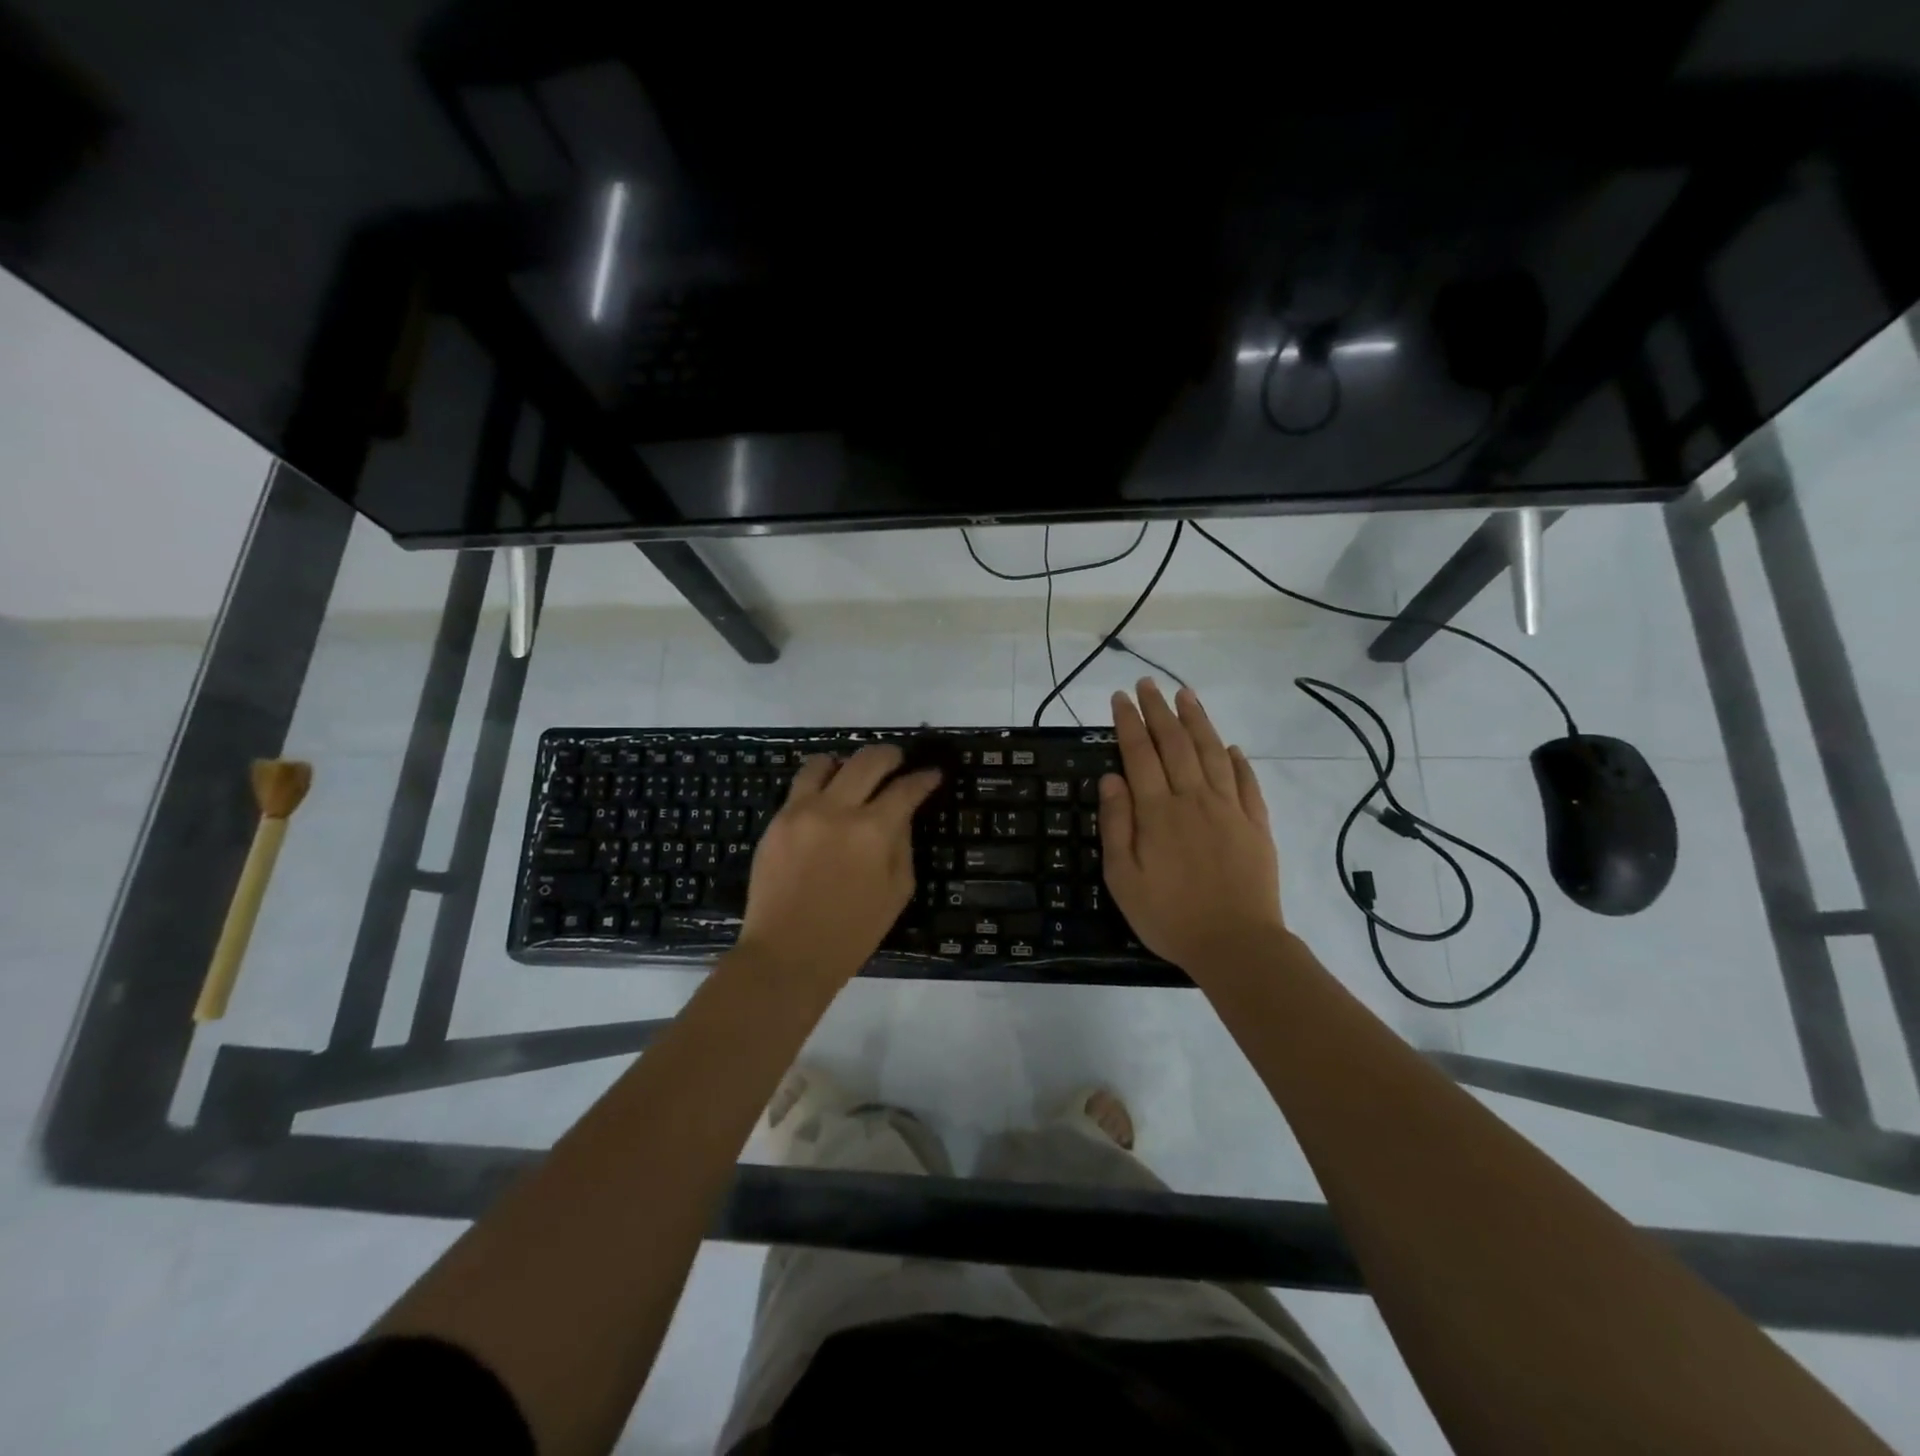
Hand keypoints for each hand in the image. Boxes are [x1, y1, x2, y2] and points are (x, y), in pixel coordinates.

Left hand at [736, 745, 941, 989]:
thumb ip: (902, 844)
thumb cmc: (852, 932)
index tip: (932, 774)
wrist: (787, 954)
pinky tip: (826, 797)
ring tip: (853, 775)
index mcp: (874, 832)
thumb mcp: (897, 891)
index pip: (906, 789)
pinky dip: (819, 783)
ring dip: (846, 763)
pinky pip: (800, 786)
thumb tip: (901, 813)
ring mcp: (802, 811)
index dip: (924, 778)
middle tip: (898, 760)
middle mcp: (838, 810)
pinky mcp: (776, 820)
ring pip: (825, 763)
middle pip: (868, 760)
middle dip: (890, 756)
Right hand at [1100, 680, 1286, 978]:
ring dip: (1198, 721)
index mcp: (1158, 812)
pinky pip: (1246, 782)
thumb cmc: (1169, 916)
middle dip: (1159, 710)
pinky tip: (1231, 746)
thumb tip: (1112, 778)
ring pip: (1212, 753)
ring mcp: (1229, 809)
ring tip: (1186, 695)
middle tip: (1148, 684)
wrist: (1236, 944)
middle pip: (1176, 744)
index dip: (1129, 723)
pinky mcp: (1256, 824)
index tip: (1120, 697)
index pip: (1140, 754)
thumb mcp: (1124, 878)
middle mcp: (1193, 799)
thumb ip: (1117, 825)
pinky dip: (1238, 760)